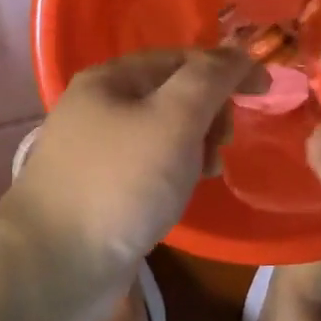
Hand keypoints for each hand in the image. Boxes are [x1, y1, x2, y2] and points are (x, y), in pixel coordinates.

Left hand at [0, 48, 262, 309]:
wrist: (54, 265)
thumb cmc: (120, 182)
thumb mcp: (174, 119)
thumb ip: (210, 79)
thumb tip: (239, 54)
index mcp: (111, 78)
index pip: (182, 58)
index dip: (227, 69)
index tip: (266, 92)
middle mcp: (99, 106)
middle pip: (172, 93)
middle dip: (209, 112)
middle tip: (221, 143)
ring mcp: (96, 149)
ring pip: (164, 132)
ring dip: (195, 145)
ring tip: (205, 173)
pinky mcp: (100, 188)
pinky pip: (149, 165)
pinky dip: (174, 171)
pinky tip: (181, 193)